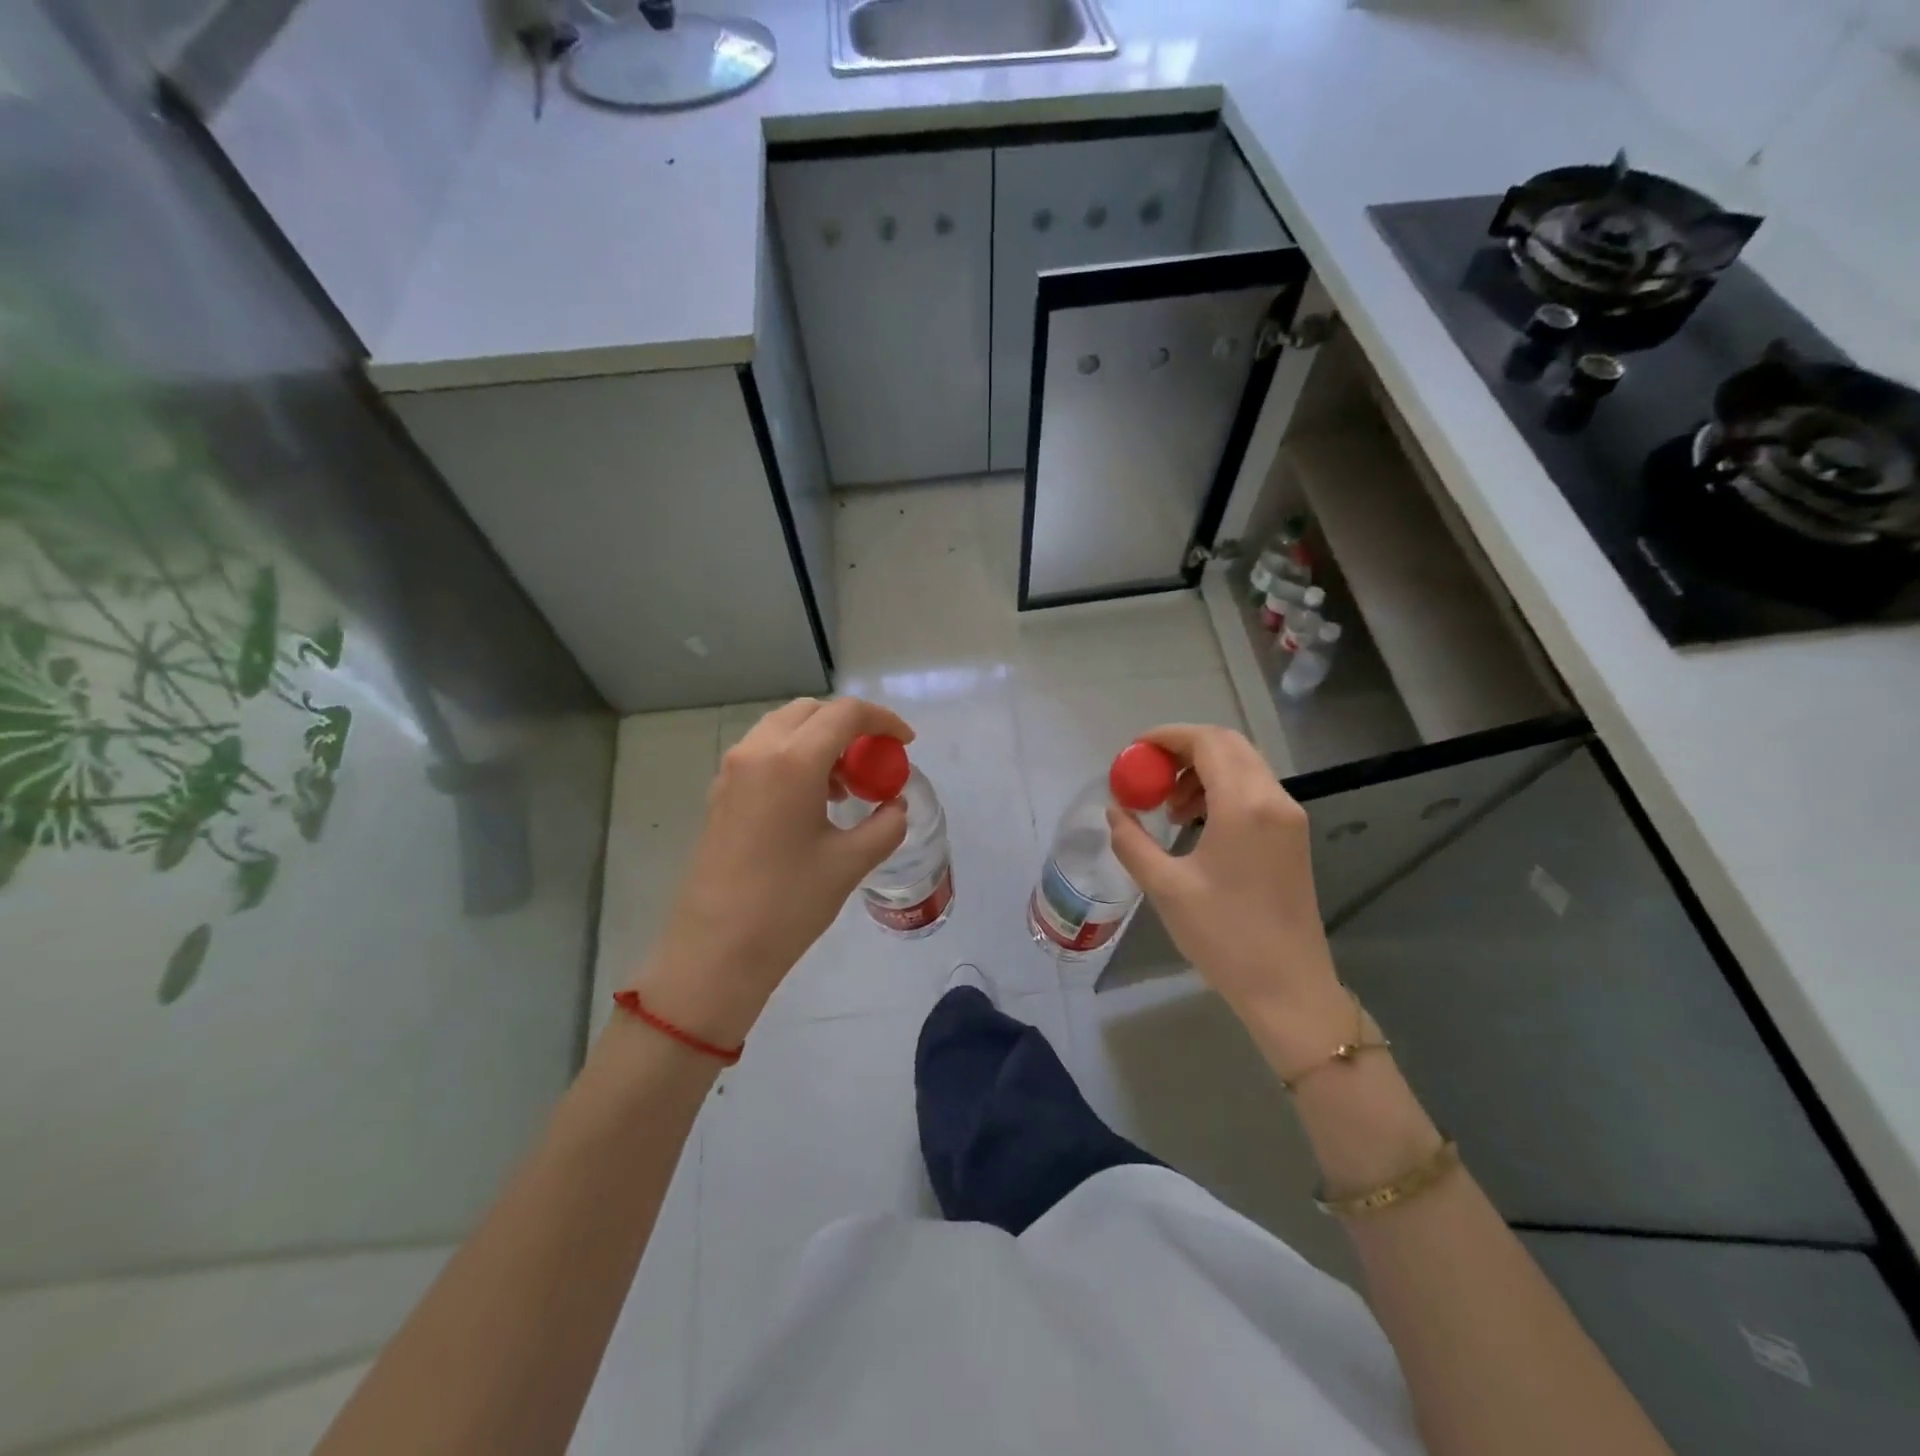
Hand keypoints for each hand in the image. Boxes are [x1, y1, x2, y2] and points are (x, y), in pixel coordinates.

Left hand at [630, 698, 913, 1045]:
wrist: (715, 950)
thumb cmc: (788, 904)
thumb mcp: (850, 863)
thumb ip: (885, 825)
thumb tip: (894, 806)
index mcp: (792, 761)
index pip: (845, 714)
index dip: (883, 720)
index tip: (905, 742)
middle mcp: (757, 752)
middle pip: (810, 712)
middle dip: (849, 726)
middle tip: (873, 761)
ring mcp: (731, 771)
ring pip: (783, 728)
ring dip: (819, 741)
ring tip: (844, 787)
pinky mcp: (720, 793)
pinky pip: (763, 753)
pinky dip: (794, 758)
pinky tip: (810, 802)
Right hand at [1106, 724, 1351, 1065]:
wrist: (1288, 988)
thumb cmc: (1224, 937)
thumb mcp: (1165, 887)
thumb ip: (1133, 841)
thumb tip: (1116, 811)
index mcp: (1244, 806)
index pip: (1207, 743)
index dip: (1167, 737)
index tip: (1134, 750)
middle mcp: (1273, 800)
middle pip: (1228, 746)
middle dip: (1183, 750)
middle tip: (1147, 773)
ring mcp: (1289, 818)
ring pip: (1243, 766)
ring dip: (1202, 771)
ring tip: (1168, 806)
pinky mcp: (1292, 837)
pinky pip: (1254, 791)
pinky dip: (1221, 790)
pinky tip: (1195, 823)